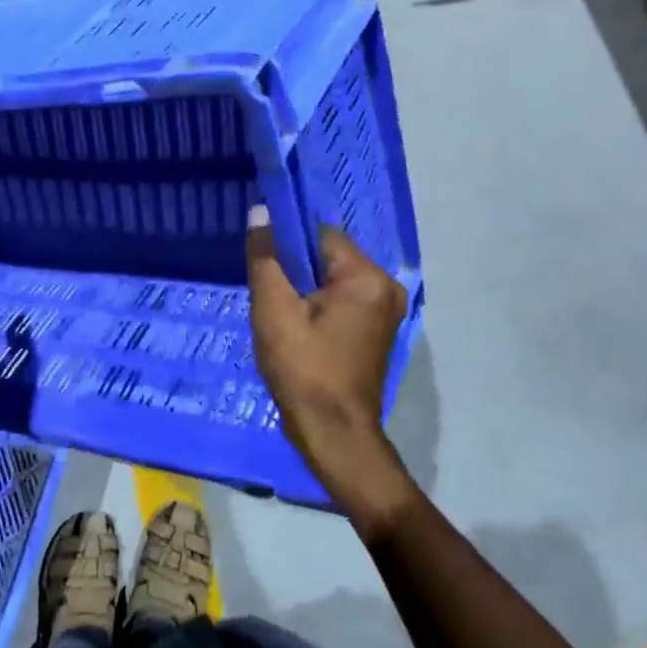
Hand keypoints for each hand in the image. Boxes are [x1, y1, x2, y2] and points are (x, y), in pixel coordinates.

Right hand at [246, 208, 417, 534]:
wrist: (334, 435)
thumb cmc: (303, 370)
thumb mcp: (274, 311)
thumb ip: (265, 258)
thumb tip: (260, 212)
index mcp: (367, 277)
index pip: (320, 235)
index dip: (287, 245)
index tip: (264, 265)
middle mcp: (386, 287)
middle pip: (328, 257)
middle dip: (295, 271)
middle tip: (270, 298)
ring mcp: (386, 311)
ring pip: (333, 280)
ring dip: (305, 291)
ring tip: (281, 316)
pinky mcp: (377, 330)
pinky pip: (342, 301)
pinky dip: (319, 308)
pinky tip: (298, 330)